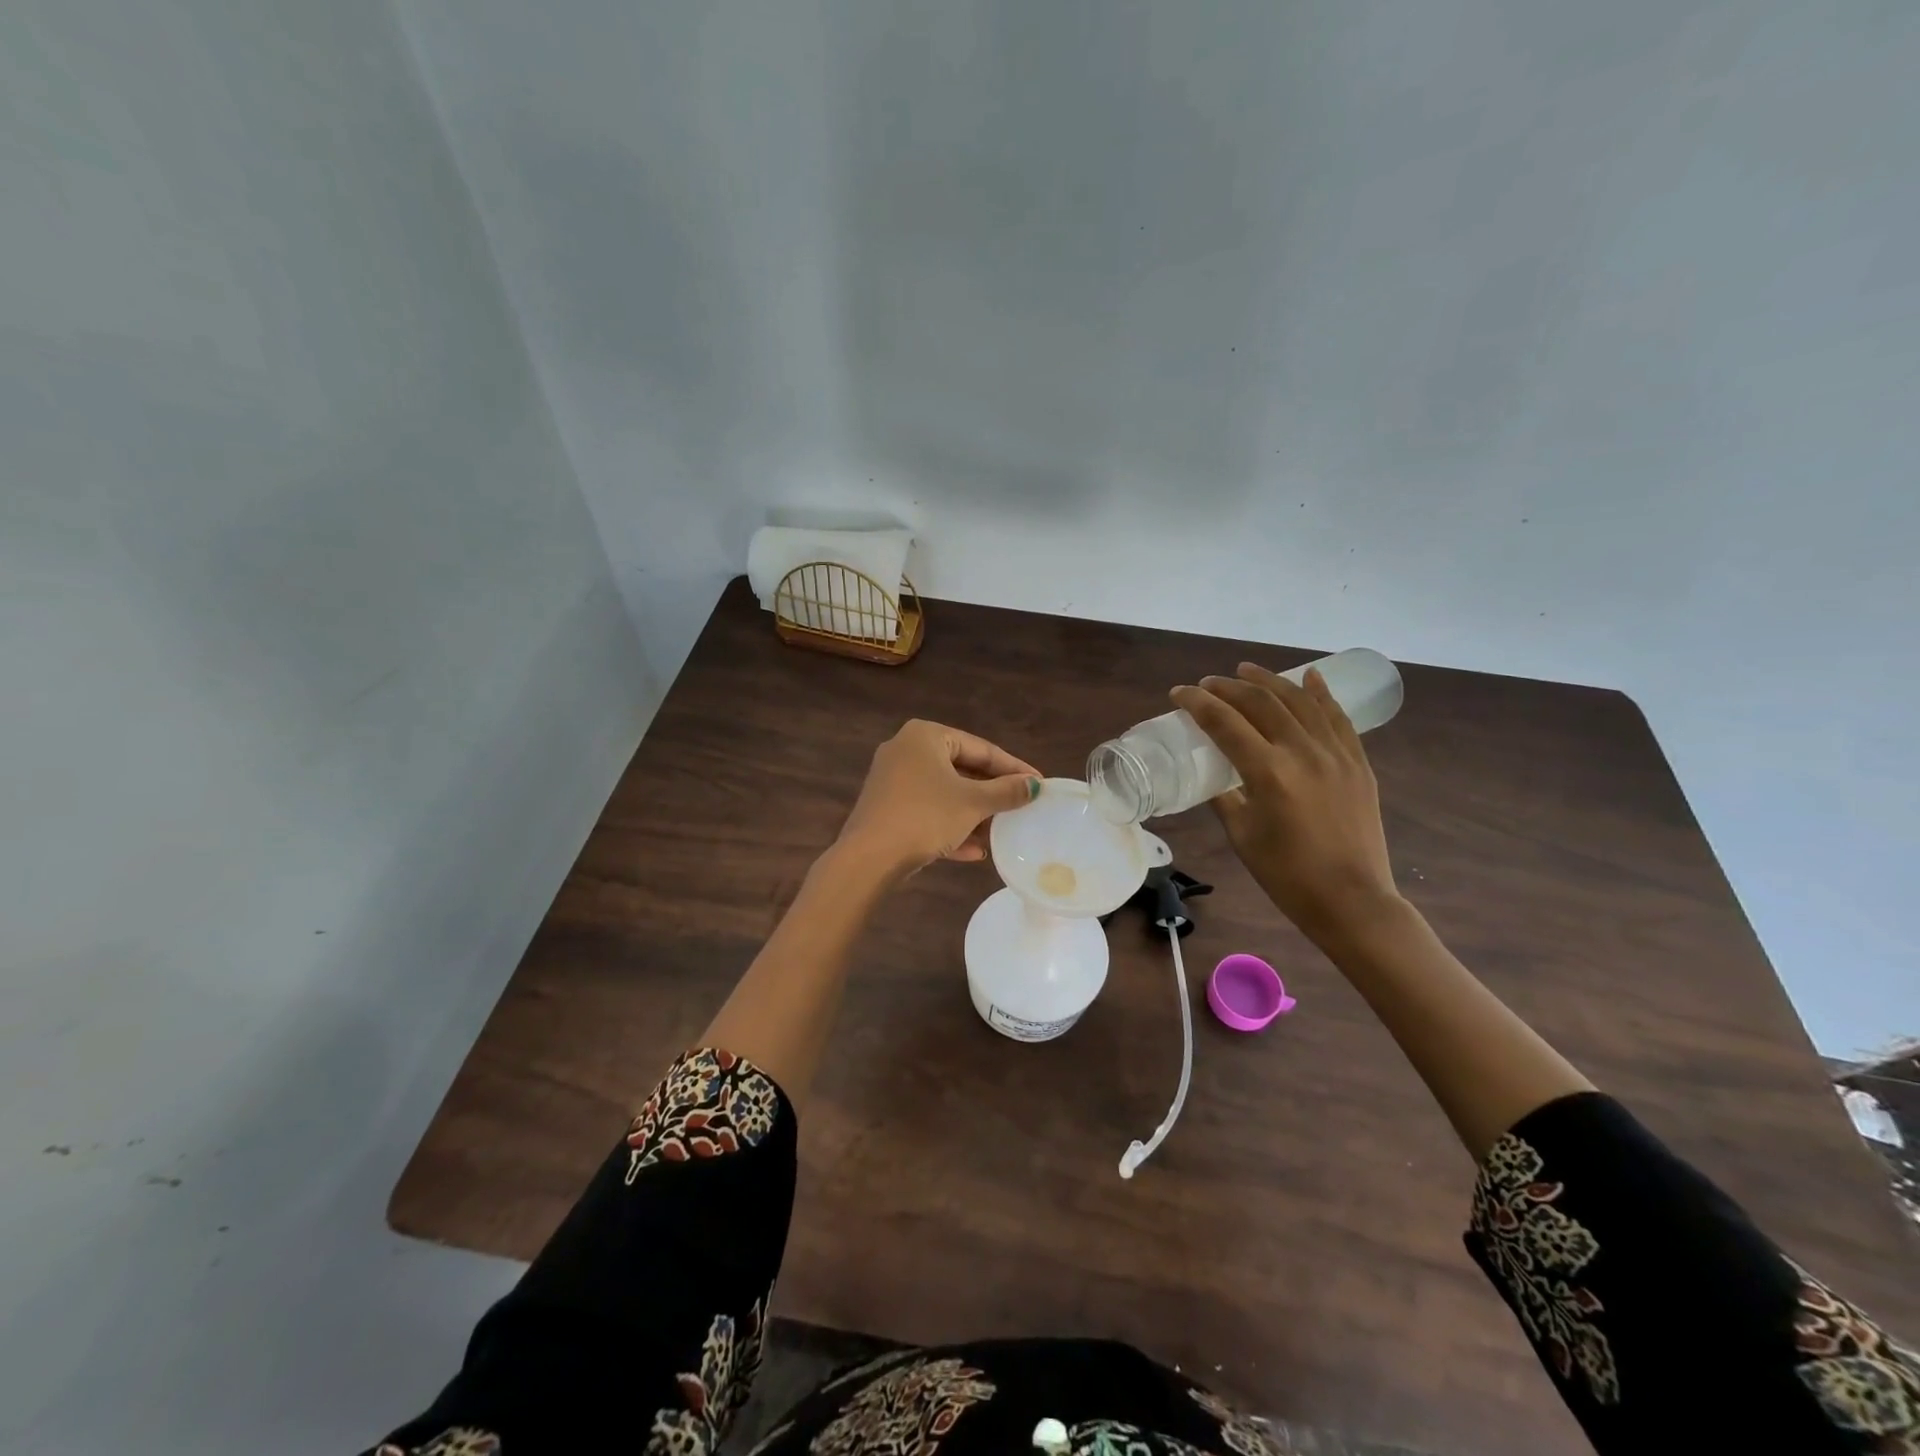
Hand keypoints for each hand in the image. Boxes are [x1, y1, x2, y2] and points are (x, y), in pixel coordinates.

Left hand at [837, 720, 1040, 875]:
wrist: (869, 858)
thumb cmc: (925, 816)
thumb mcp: (972, 803)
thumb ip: (1006, 791)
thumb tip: (1034, 785)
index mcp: (926, 736)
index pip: (980, 748)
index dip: (1013, 767)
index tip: (1039, 783)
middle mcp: (906, 750)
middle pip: (962, 769)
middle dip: (991, 793)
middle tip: (1022, 807)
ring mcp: (893, 781)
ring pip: (945, 794)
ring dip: (973, 814)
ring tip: (1002, 830)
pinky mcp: (887, 809)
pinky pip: (927, 813)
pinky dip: (950, 827)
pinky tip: (975, 852)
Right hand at [1170, 664, 1399, 945]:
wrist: (1351, 900)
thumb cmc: (1286, 875)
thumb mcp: (1242, 834)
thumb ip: (1224, 797)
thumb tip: (1212, 775)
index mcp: (1268, 773)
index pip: (1224, 723)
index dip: (1197, 703)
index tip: (1179, 693)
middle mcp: (1303, 753)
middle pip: (1261, 703)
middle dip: (1229, 688)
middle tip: (1208, 684)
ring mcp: (1336, 754)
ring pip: (1299, 701)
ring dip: (1270, 680)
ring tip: (1247, 670)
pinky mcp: (1357, 763)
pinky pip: (1338, 718)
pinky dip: (1321, 694)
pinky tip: (1309, 677)